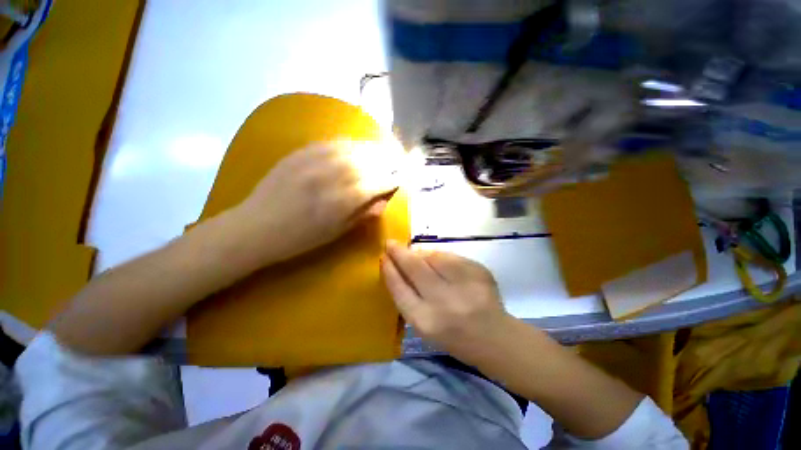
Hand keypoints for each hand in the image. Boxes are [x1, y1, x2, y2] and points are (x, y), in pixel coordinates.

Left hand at [236, 140, 400, 264]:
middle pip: (369, 162)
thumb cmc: (299, 238)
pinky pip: (331, 142)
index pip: (377, 183)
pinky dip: (349, 143)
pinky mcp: (300, 152)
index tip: (402, 178)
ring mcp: (314, 161)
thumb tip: (383, 202)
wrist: (255, 227)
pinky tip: (356, 146)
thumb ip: (362, 214)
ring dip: (372, 149)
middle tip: (398, 160)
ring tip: (383, 150)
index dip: (393, 179)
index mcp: (342, 201)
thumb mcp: (336, 233)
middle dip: (387, 160)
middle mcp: (331, 176)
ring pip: (352, 148)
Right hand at [381, 240, 511, 364]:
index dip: (389, 270)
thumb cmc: (452, 336)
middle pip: (414, 268)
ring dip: (421, 253)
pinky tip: (440, 262)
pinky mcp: (479, 272)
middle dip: (399, 253)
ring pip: (434, 256)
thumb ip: (408, 297)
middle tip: (391, 243)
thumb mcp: (423, 325)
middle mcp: (444, 302)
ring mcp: (464, 284)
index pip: (399, 289)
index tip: (383, 258)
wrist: (494, 337)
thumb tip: (399, 265)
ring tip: (417, 255)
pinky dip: (441, 256)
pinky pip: (451, 256)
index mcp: (425, 321)